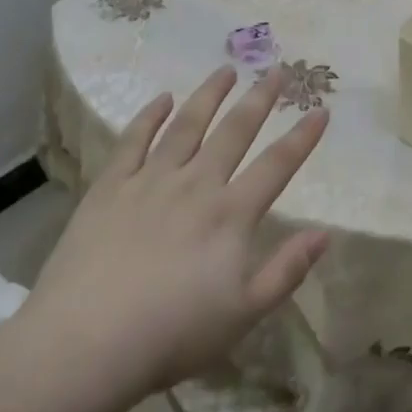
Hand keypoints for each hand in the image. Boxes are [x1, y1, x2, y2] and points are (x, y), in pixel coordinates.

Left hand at [28, 66, 329, 401]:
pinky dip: (150, 115)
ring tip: (226, 69)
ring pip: (187, 125)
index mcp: (231, 214)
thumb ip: (287, 270)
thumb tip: (325, 234)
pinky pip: (134, 140)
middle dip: (260, 99)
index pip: (277, 165)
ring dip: (209, 94)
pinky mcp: (110, 186)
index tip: (321, 109)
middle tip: (276, 70)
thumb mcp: (244, 314)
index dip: (303, 137)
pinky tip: (162, 98)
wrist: (85, 342)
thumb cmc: (172, 334)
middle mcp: (196, 184)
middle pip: (235, 131)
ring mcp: (151, 180)